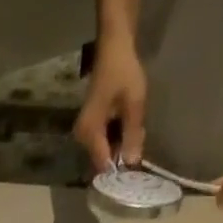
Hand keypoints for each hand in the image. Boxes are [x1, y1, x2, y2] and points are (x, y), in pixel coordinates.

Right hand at [73, 34, 147, 172]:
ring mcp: (85, 133)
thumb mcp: (134, 105)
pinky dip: (117, 140)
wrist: (113, 46)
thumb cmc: (123, 71)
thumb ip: (133, 136)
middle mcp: (82, 138)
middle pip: (104, 160)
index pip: (104, 166)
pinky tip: (129, 129)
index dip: (120, 173)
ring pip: (105, 152)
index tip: (135, 176)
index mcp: (90, 133)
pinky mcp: (90, 128)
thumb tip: (132, 164)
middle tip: (140, 146)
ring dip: (121, 148)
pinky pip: (104, 143)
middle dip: (122, 158)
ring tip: (137, 135)